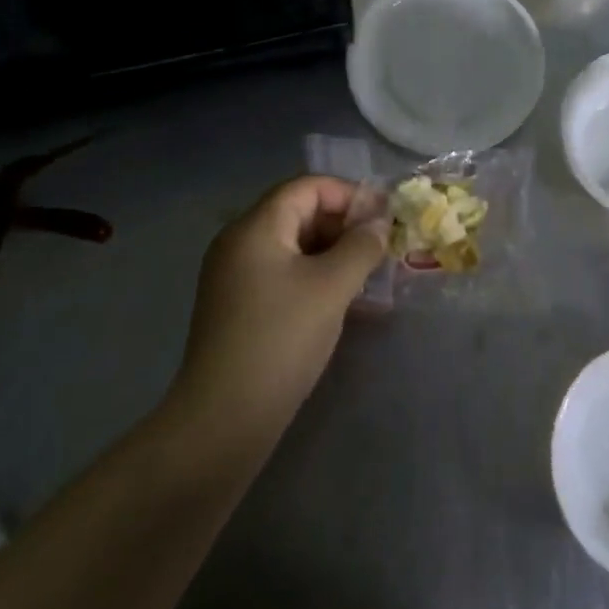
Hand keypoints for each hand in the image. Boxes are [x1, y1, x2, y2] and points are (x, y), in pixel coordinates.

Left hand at [174, 176, 388, 428]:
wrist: (222, 422)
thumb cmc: (280, 340)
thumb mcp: (332, 287)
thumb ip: (362, 246)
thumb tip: (380, 222)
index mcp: (256, 227)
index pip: (308, 187)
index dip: (350, 195)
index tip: (385, 218)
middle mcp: (240, 242)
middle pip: (300, 212)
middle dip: (345, 225)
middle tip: (382, 248)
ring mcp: (236, 277)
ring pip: (295, 246)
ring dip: (334, 253)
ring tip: (370, 275)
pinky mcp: (240, 307)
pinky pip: (284, 274)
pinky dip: (316, 277)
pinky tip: (345, 301)